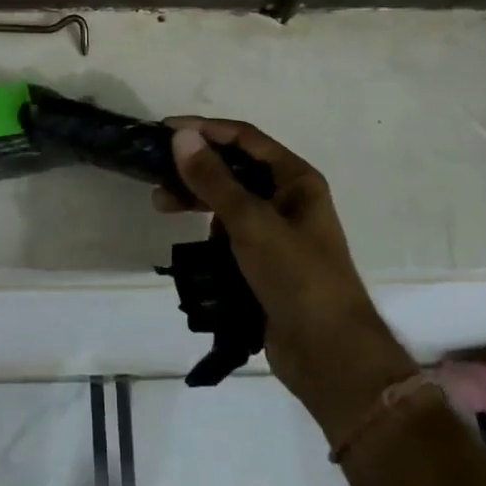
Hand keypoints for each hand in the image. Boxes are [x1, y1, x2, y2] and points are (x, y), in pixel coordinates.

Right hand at [156, 118, 416, 444]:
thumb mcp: (251, 222)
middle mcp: (288, 199)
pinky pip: (229, 233)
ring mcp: (276, 233)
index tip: (165, 129)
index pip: (245, 138)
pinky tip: (187, 237)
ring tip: (161, 205)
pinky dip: (206, 229)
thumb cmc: (297, 276)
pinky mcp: (264, 263)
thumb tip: (182, 136)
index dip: (205, 129)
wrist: (329, 355)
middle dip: (196, 168)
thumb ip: (213, 179)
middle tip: (156, 174)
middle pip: (234, 169)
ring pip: (228, 201)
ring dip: (197, 198)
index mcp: (296, 179)